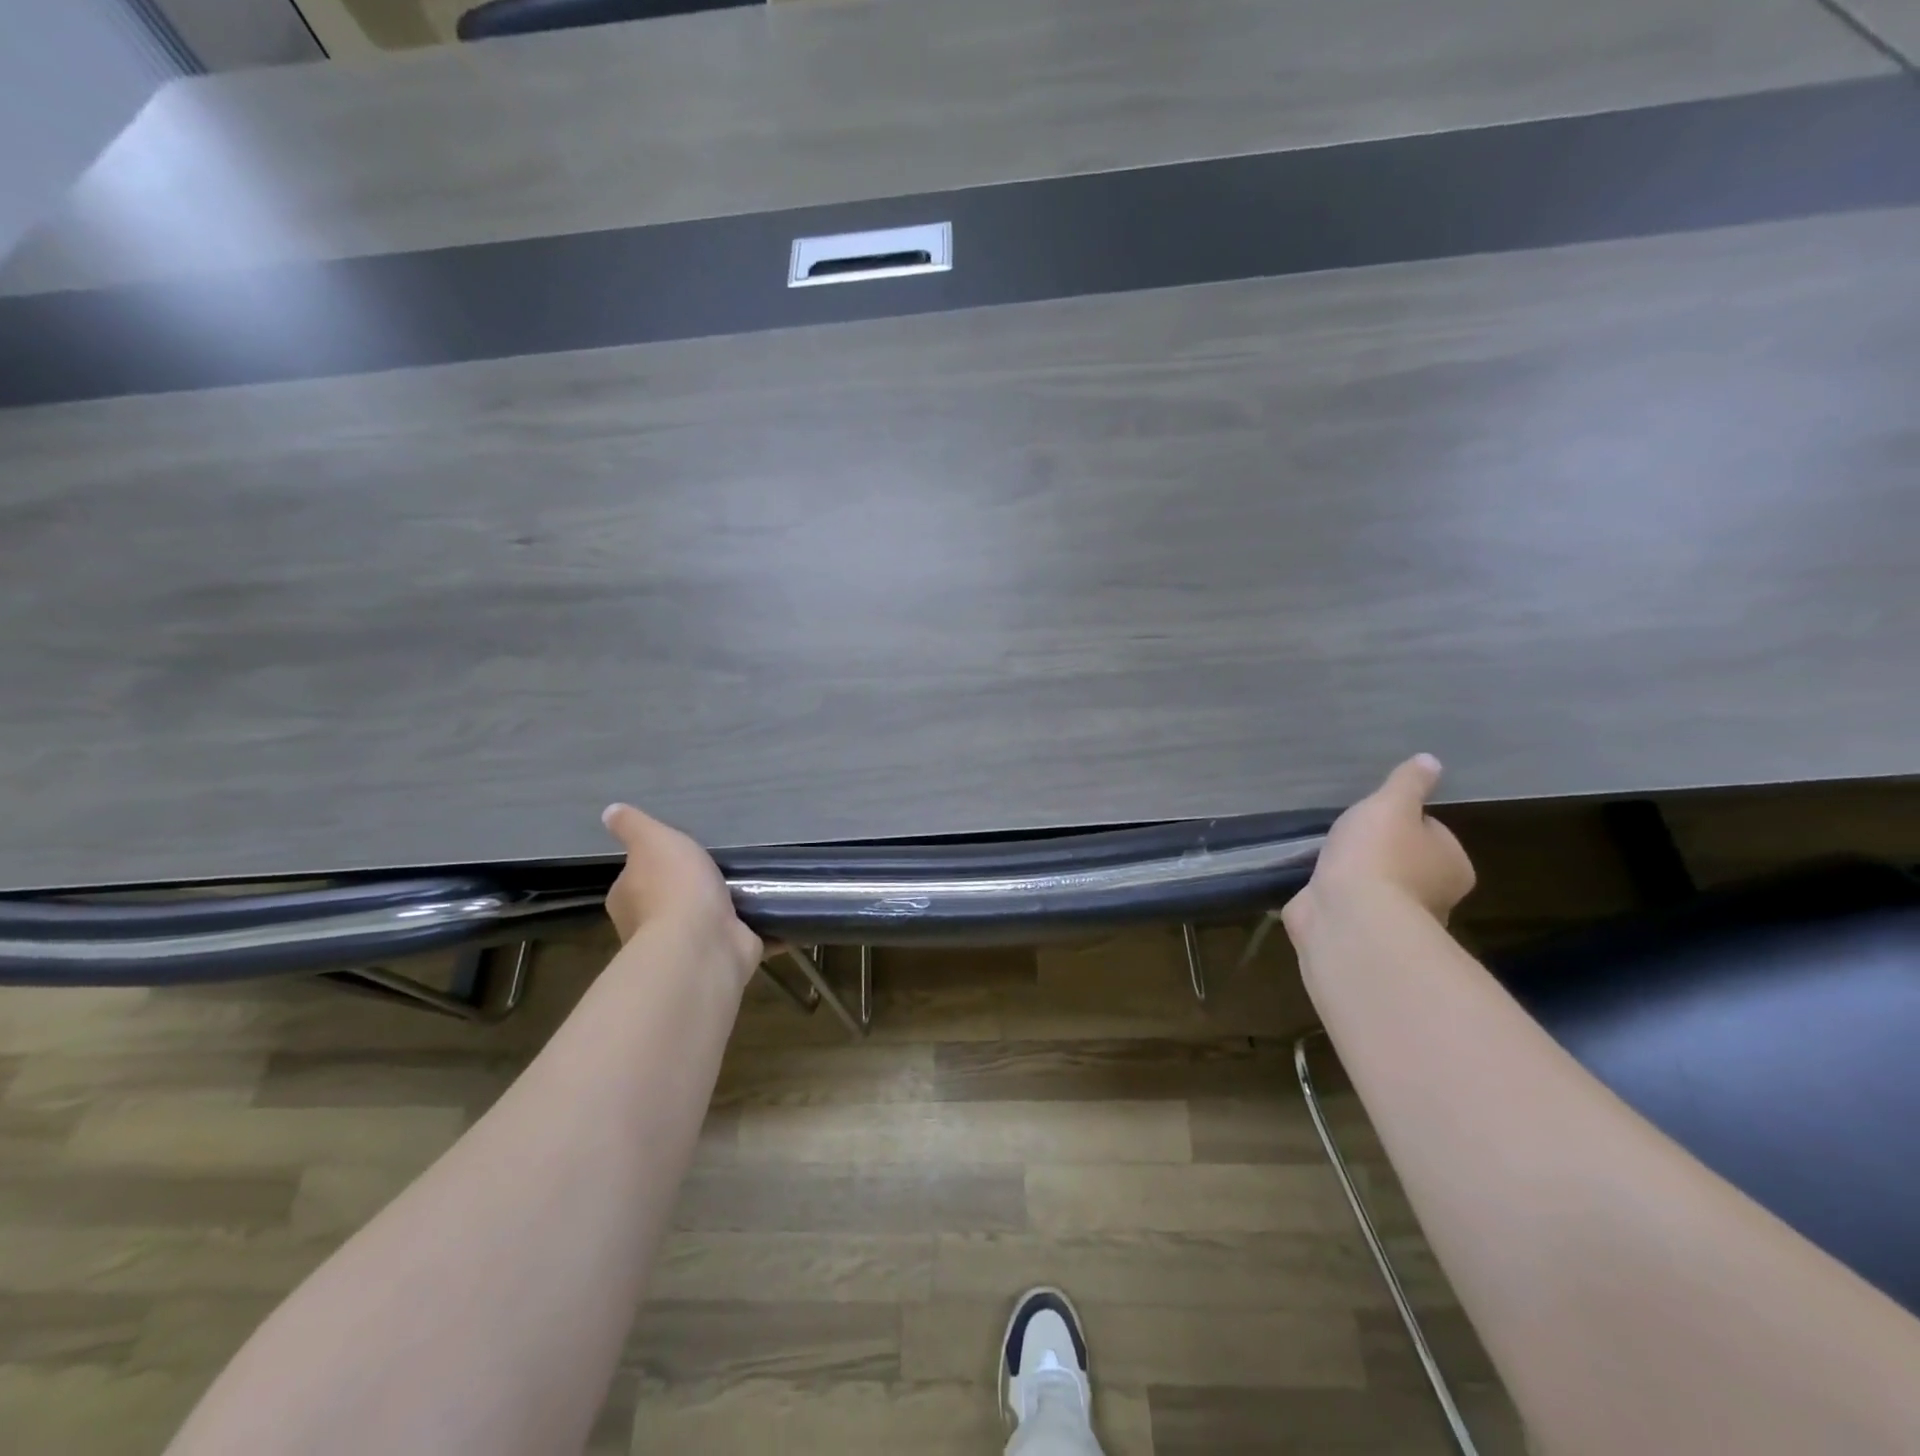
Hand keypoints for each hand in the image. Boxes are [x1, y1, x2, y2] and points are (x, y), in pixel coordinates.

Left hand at [600, 804, 762, 985]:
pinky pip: (737, 939)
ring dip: (722, 911)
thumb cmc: (673, 887)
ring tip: (750, 886)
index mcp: (628, 900)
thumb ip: (633, 826)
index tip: (677, 857)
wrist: (703, 941)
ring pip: (703, 923)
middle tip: (719, 870)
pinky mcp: (721, 956)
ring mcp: (687, 947)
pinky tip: (771, 913)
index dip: (653, 867)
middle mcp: (649, 928)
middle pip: (668, 903)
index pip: (635, 880)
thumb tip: (609, 812)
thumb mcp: (652, 840)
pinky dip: (751, 930)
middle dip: (690, 892)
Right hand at [1283, 754, 1475, 937]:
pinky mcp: (1360, 933)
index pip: (1432, 834)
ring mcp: (1395, 919)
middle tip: (1348, 836)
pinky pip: (1348, 907)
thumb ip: (1407, 783)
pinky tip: (1316, 885)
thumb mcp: (1392, 805)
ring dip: (1355, 877)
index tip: (1377, 817)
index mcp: (1452, 866)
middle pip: (1406, 862)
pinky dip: (1334, 898)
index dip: (1405, 822)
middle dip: (1379, 852)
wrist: (1348, 915)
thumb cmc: (1378, 855)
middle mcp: (1434, 897)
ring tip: (1326, 859)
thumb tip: (1431, 761)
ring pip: (1376, 888)